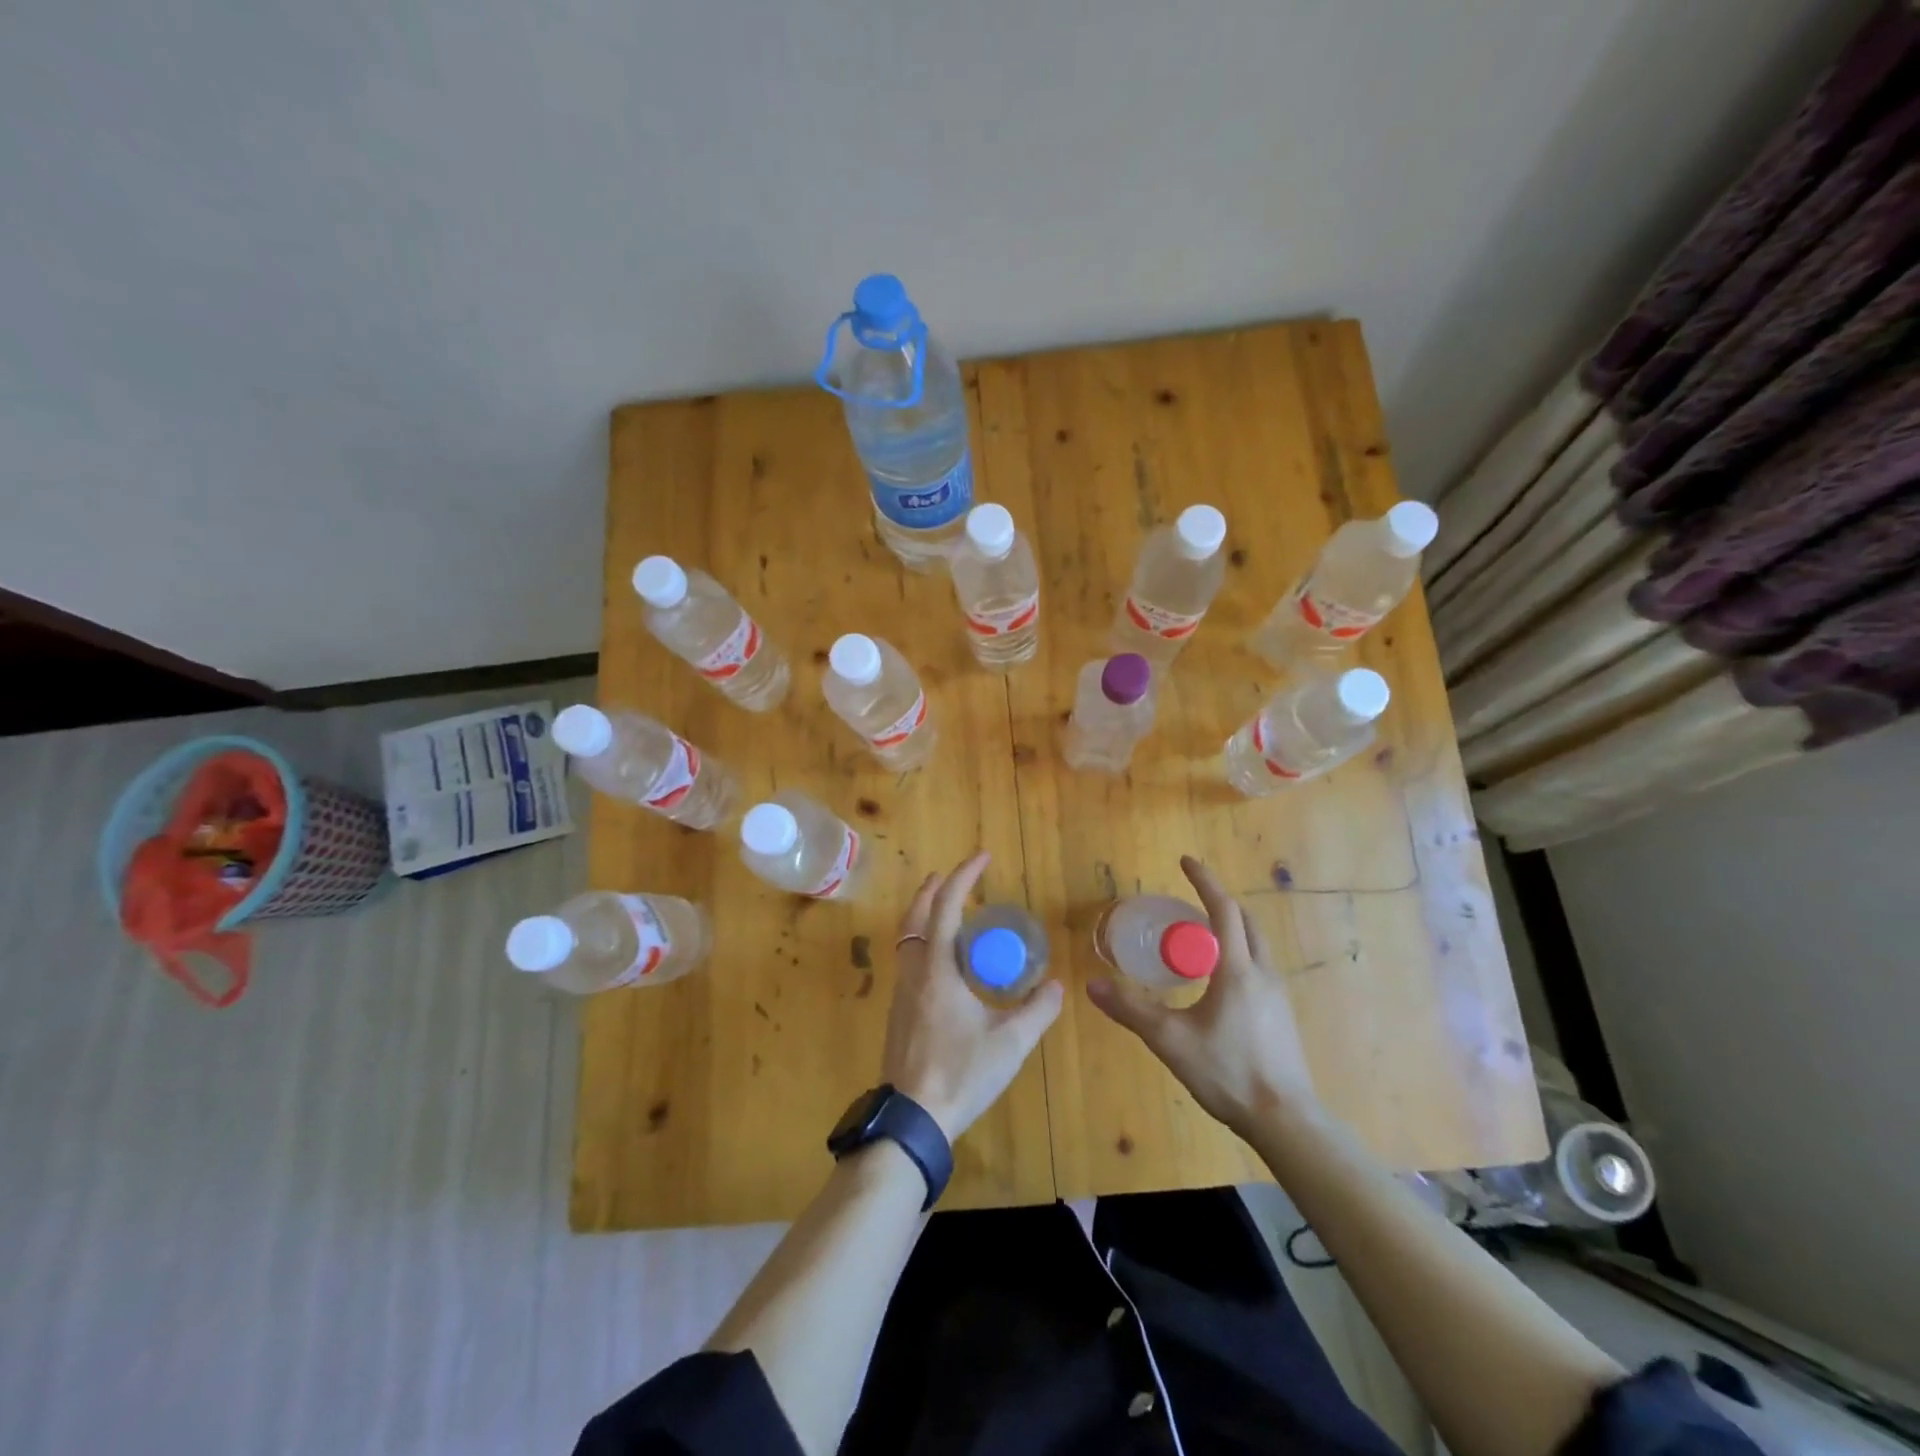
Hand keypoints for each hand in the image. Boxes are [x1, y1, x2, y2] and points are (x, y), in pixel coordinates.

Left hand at [882, 851, 1063, 1141]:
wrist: (912, 1119)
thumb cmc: (961, 1073)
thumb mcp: (1010, 1044)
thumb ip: (1037, 1012)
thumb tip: (1058, 987)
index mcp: (936, 969)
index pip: (946, 907)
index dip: (963, 877)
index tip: (982, 857)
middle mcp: (913, 972)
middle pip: (916, 916)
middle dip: (933, 889)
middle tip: (953, 876)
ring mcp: (901, 993)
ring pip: (907, 938)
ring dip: (925, 915)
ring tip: (948, 911)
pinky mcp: (898, 1013)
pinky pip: (909, 960)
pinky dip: (923, 941)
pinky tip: (943, 961)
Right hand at [1086, 855, 1318, 1135]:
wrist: (1286, 1120)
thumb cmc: (1228, 1072)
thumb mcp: (1171, 1040)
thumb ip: (1131, 1010)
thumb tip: (1093, 984)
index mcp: (1237, 970)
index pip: (1223, 910)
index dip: (1204, 881)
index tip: (1186, 861)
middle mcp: (1262, 973)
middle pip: (1246, 921)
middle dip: (1219, 903)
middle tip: (1188, 901)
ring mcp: (1278, 995)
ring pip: (1256, 944)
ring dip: (1231, 929)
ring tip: (1199, 937)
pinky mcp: (1282, 1015)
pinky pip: (1259, 967)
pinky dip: (1238, 954)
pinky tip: (1217, 981)